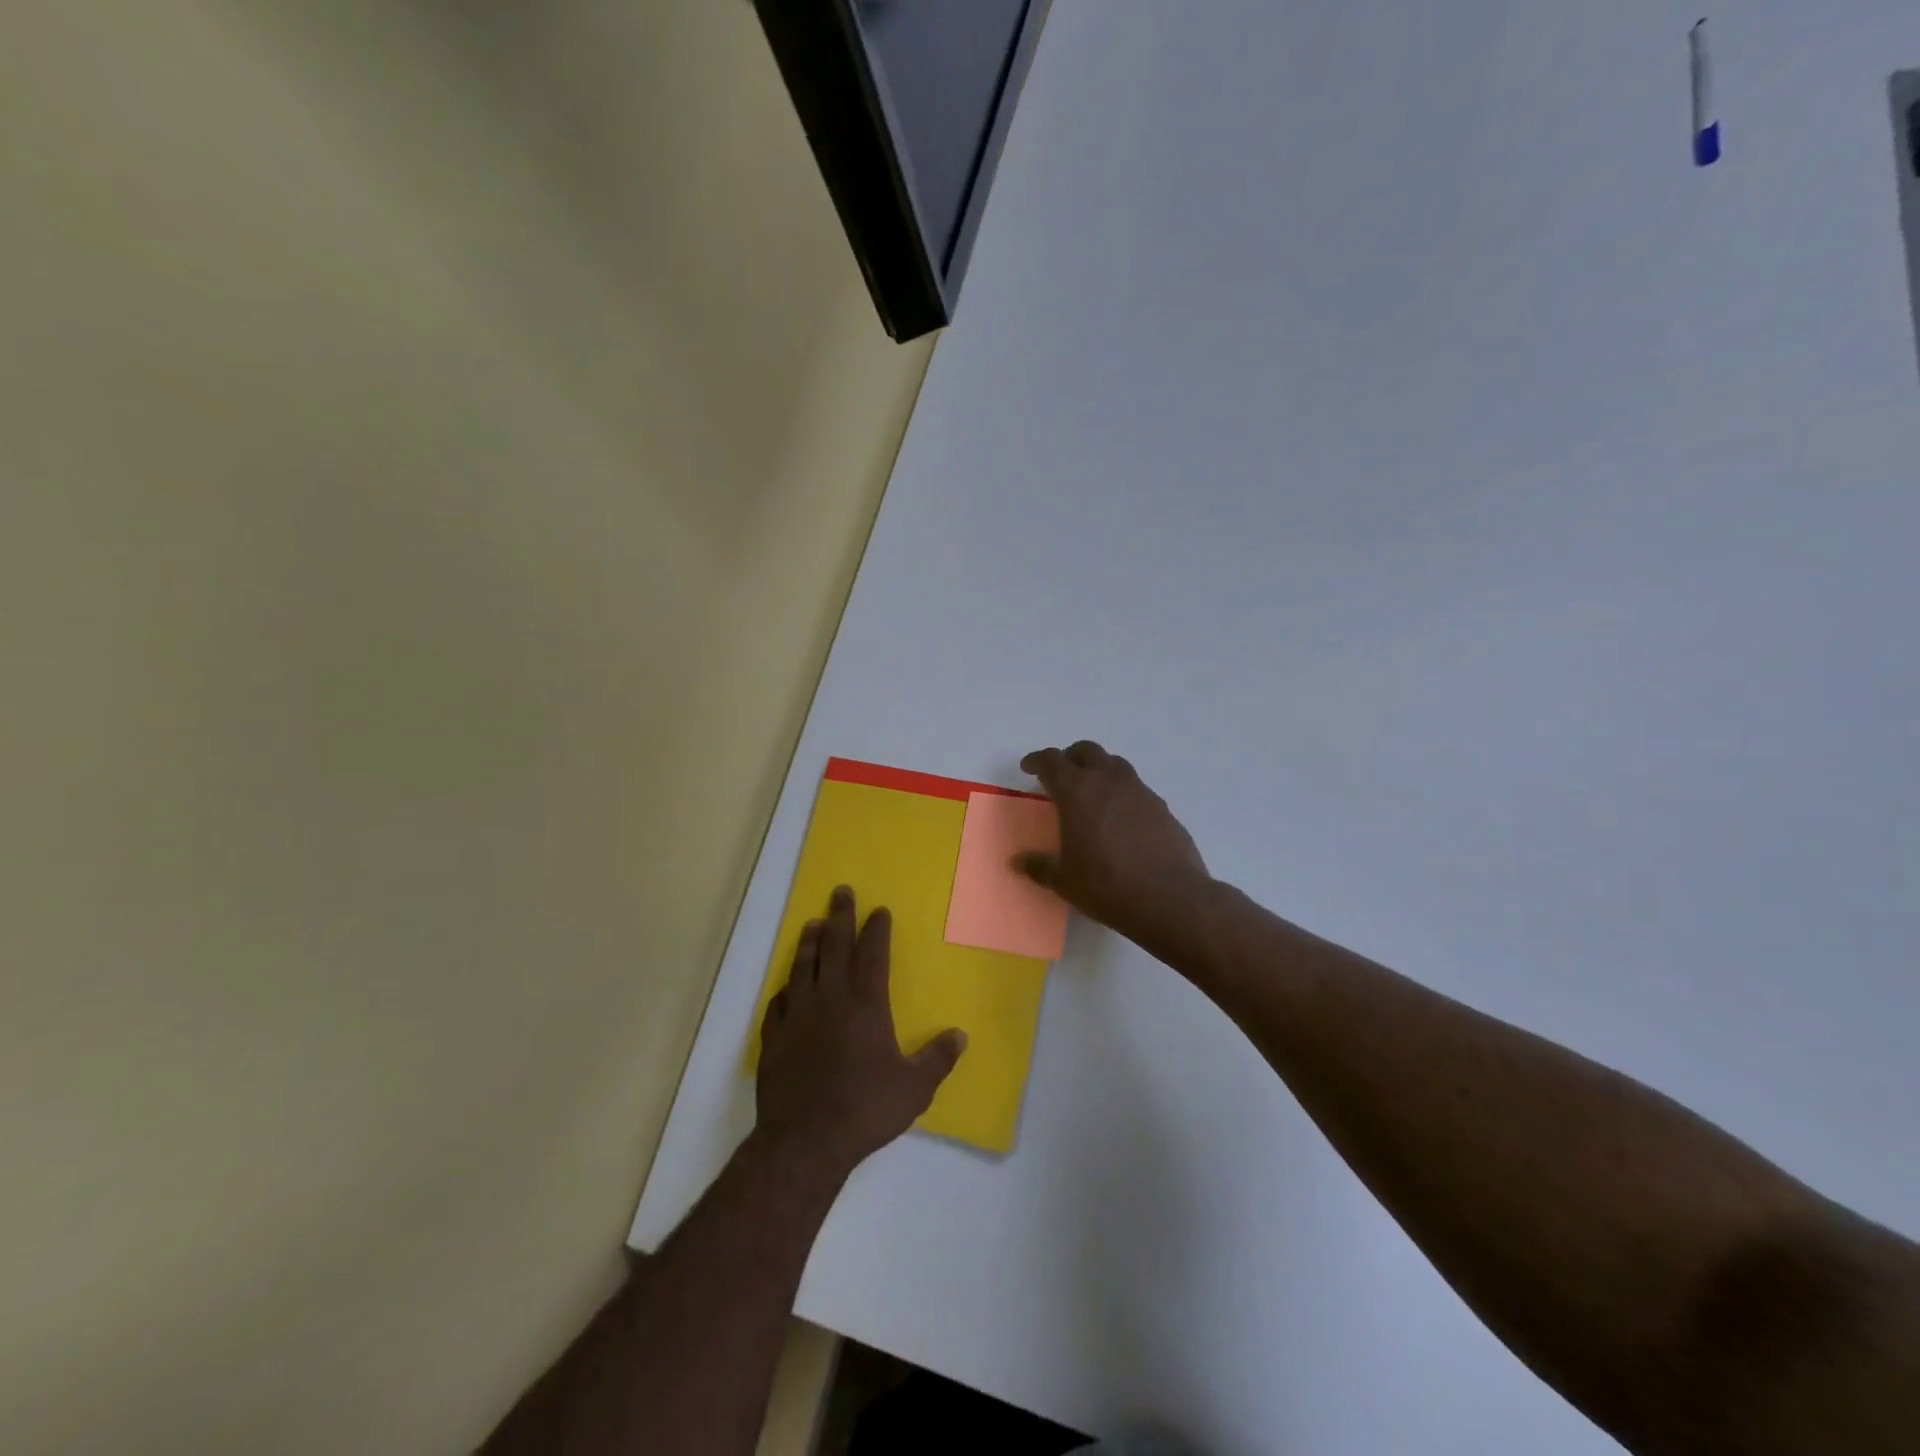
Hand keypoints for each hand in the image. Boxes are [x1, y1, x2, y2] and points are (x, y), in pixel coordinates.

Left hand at [756, 887, 966, 1177]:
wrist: (805, 1141)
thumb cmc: (865, 1109)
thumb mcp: (914, 1088)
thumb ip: (937, 1059)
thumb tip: (961, 1036)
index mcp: (866, 1003)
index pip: (872, 954)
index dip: (876, 930)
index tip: (878, 910)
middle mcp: (830, 999)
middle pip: (834, 946)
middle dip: (840, 916)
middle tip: (840, 892)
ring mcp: (798, 1015)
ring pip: (803, 967)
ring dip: (810, 943)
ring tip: (813, 924)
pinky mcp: (775, 1037)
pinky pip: (779, 1002)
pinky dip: (785, 988)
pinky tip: (787, 986)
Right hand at [1015, 741, 1213, 960]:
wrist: (1170, 898)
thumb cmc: (1106, 886)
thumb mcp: (1064, 881)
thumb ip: (1039, 866)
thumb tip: (1018, 862)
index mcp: (1077, 791)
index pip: (1052, 761)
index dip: (1037, 760)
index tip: (1029, 767)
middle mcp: (1108, 781)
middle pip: (1086, 751)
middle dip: (1070, 758)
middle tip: (1061, 776)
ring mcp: (1139, 791)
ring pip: (1114, 764)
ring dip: (1099, 770)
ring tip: (1091, 793)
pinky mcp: (1161, 806)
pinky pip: (1136, 788)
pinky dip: (1121, 792)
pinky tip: (1120, 818)